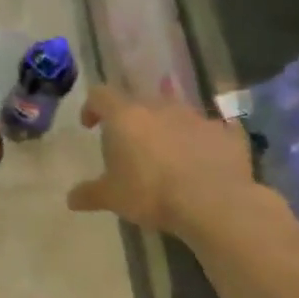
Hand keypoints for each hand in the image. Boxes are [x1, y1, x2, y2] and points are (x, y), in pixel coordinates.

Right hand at [66, 85, 261, 237]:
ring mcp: (196, 117)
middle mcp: (160, 107)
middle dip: (133, 118)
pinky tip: (206, 159)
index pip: (100, 95)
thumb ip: (90, 193)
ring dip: (168, 127)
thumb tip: (71, 198)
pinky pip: (212, 130)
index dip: (92, 107)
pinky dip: (205, 140)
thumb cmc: (151, 193)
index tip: (90, 125)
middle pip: (140, 101)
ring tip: (168, 152)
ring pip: (176, 112)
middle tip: (130, 144)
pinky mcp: (226, 133)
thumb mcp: (112, 197)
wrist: (213, 202)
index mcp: (126, 116)